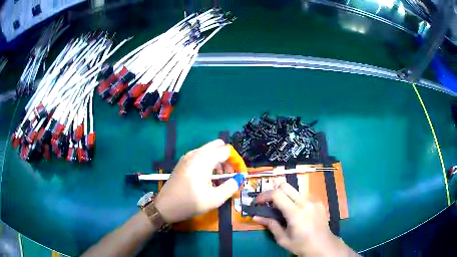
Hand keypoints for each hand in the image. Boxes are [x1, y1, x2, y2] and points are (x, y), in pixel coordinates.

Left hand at [154, 139, 239, 222]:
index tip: (239, 175)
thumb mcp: (215, 199)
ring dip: (218, 160)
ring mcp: (187, 156)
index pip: (226, 150)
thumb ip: (231, 186)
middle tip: (230, 174)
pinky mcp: (183, 162)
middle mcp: (195, 153)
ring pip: (209, 150)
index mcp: (203, 159)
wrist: (165, 207)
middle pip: (217, 146)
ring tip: (220, 178)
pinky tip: (208, 178)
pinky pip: (200, 155)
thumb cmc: (190, 203)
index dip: (236, 161)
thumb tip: (240, 178)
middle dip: (227, 158)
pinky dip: (209, 162)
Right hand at [254, 183, 354, 256]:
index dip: (264, 196)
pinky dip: (295, 200)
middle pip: (285, 186)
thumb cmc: (301, 245)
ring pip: (294, 190)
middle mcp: (306, 203)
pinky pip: (303, 196)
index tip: (257, 202)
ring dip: (285, 197)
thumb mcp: (283, 239)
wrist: (323, 245)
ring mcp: (314, 201)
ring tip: (282, 210)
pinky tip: (296, 212)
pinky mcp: (319, 201)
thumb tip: (256, 216)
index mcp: (296, 213)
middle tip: (268, 203)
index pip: (277, 194)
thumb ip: (270, 225)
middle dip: (273, 192)